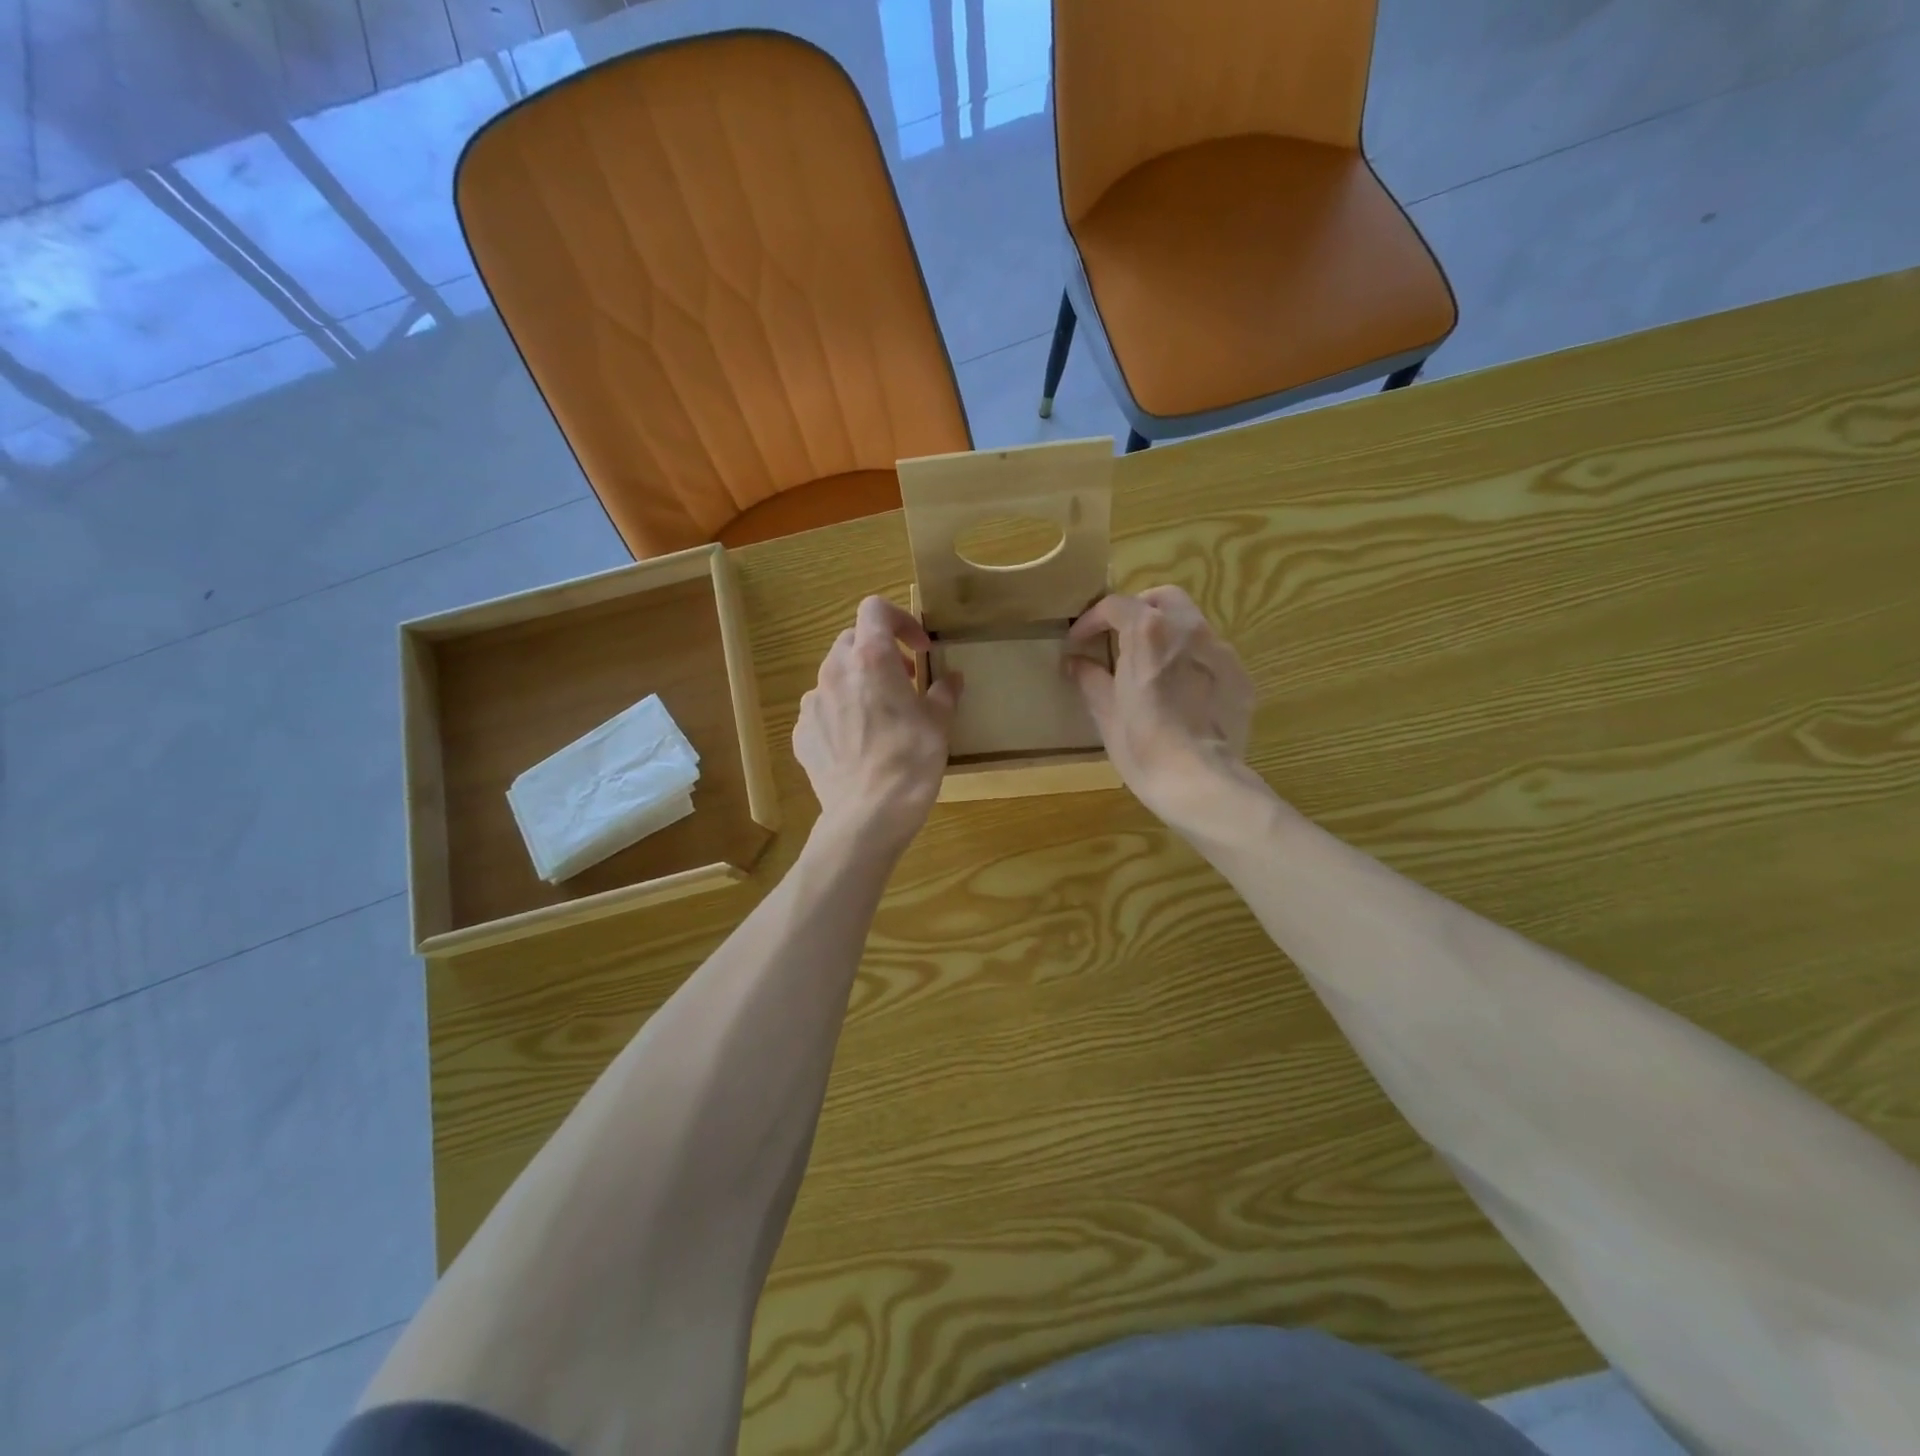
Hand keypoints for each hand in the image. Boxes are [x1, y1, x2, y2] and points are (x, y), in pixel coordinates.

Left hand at [794, 596, 960, 852]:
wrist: (868, 815)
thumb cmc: (910, 762)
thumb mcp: (939, 724)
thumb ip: (943, 693)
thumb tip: (951, 679)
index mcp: (871, 659)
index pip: (875, 609)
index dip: (900, 620)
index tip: (919, 649)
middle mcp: (835, 672)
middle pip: (853, 640)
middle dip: (880, 651)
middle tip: (904, 679)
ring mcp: (812, 703)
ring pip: (835, 675)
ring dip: (859, 682)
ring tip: (880, 714)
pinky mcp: (801, 732)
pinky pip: (822, 709)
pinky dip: (840, 712)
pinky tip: (858, 742)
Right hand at [1066, 587, 1255, 831]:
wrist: (1201, 783)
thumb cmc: (1143, 747)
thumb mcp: (1107, 714)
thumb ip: (1091, 680)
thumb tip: (1077, 663)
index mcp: (1148, 633)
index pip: (1116, 605)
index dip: (1092, 620)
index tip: (1079, 642)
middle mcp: (1188, 630)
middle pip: (1163, 598)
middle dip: (1139, 610)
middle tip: (1121, 638)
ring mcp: (1220, 652)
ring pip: (1192, 624)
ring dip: (1168, 634)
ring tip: (1153, 665)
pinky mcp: (1240, 677)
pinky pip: (1212, 656)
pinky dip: (1192, 661)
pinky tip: (1183, 693)